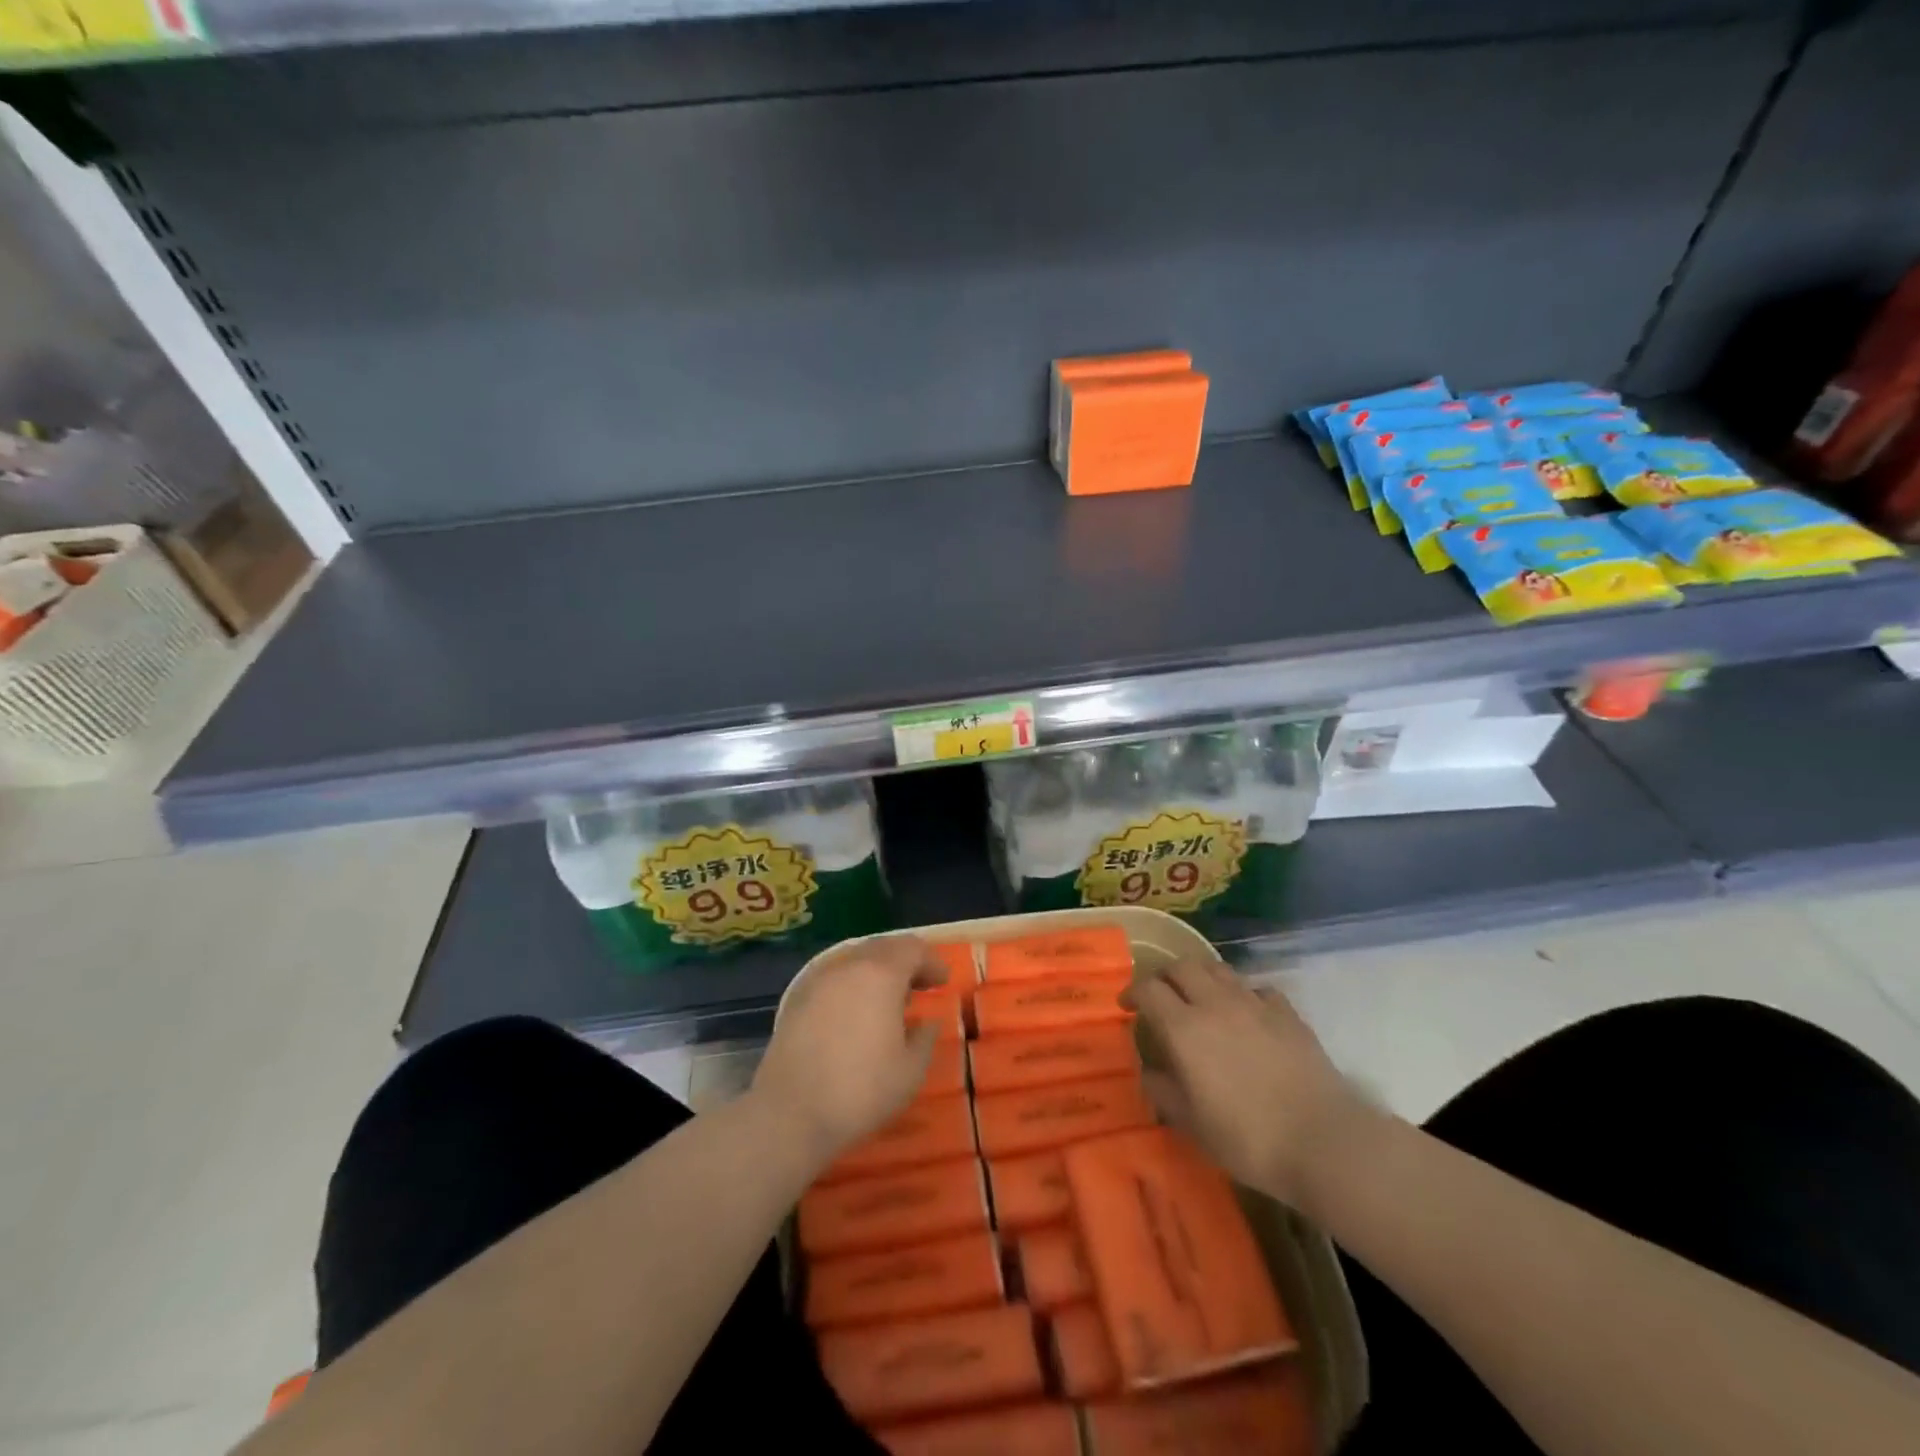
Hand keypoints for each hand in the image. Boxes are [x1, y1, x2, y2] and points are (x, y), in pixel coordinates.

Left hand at [751, 935, 945, 1167]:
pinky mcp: (797, 999)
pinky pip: (834, 978)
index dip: (931, 961)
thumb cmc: (860, 1090)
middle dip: (905, 961)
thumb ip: (925, 1038)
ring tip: (889, 1000)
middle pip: (883, 947)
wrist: (789, 1113)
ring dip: (877, 971)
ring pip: (855, 960)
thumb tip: (926, 1022)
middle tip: (920, 985)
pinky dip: (853, 984)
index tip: (942, 981)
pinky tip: (856, 1013)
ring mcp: (818, 980)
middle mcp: (848, 966)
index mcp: (881, 974)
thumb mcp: (910, 1071)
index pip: (912, 948)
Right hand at [1130, 958, 1366, 1205]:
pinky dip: (1242, 994)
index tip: (1127, 1006)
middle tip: (1160, 996)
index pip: (1148, 989)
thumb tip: (1149, 1071)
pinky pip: (1256, 989)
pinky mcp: (1287, 1013)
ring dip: (1201, 977)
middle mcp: (1215, 1003)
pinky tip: (1246, 1015)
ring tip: (1199, 999)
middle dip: (1164, 976)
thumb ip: (1163, 1091)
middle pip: (1182, 966)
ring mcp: (1254, 1004)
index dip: (1132, 992)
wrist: (1323, 1142)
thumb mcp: (1192, 1124)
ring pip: (1218, 969)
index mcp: (1184, 1027)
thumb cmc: (1248, 1138)